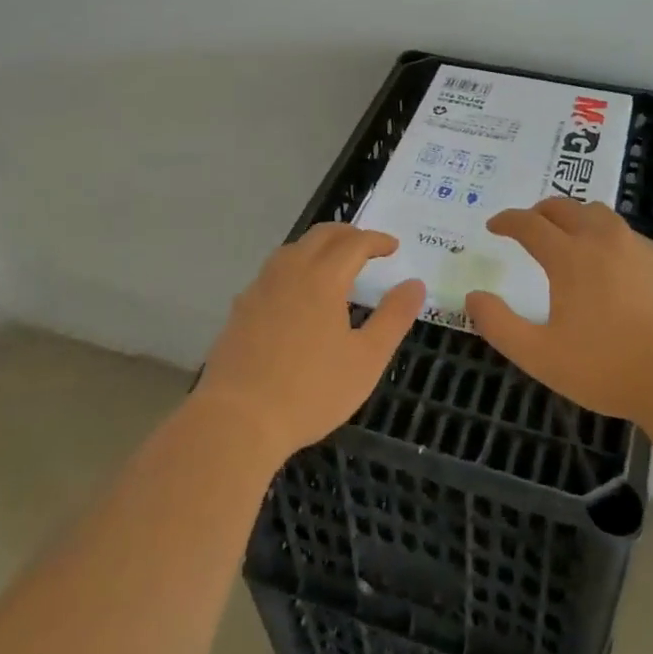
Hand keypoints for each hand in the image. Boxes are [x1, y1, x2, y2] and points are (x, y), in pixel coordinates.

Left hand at [194, 223, 424, 461]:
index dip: (377, 240)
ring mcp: (260, 288)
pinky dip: (294, 267)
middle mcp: (289, 272)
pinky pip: (273, 272)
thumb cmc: (311, 391)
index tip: (393, 247)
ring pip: (292, 249)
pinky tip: (296, 294)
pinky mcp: (241, 309)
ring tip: (333, 263)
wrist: (237, 420)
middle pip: (321, 236)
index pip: (355, 243)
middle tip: (367, 246)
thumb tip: (415, 284)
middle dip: (348, 234)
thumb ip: (393, 317)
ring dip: (318, 246)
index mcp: (323, 278)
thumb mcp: (366, 359)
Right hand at [465, 198, 652, 430]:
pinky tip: (609, 262)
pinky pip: (626, 234)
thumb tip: (473, 297)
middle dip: (540, 211)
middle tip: (528, 226)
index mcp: (569, 256)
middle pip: (565, 207)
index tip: (494, 225)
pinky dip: (605, 235)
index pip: (529, 224)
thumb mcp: (540, 356)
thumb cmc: (606, 368)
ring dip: (575, 216)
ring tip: (568, 236)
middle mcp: (602, 240)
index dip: (507, 221)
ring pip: (599, 213)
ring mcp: (637, 247)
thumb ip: (499, 324)